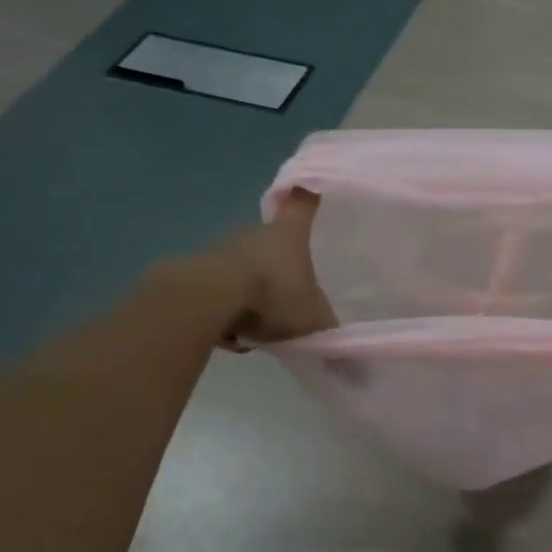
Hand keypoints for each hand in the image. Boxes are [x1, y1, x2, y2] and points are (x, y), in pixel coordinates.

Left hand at [149, 193, 336, 348]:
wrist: (207, 299)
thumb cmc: (272, 295)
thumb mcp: (313, 321)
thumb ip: (330, 333)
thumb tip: (354, 363)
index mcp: (289, 234)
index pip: (303, 205)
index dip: (308, 196)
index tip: (311, 187)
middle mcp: (255, 233)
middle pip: (272, 240)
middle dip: (280, 263)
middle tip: (291, 294)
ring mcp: (223, 249)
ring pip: (245, 267)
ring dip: (253, 289)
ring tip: (260, 323)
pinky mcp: (196, 271)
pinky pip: (221, 289)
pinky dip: (229, 307)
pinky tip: (233, 332)